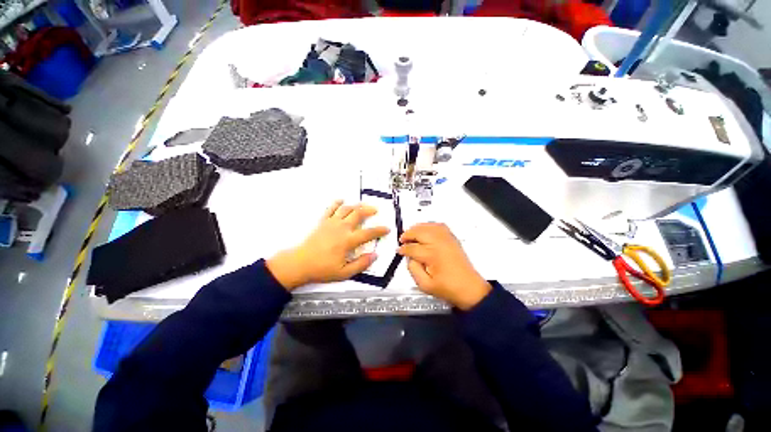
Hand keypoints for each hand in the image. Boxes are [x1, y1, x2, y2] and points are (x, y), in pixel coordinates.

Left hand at [267, 200, 389, 290]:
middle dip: (369, 210)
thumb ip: (361, 264)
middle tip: (376, 210)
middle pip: (358, 214)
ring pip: (346, 209)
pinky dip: (337, 203)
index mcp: (348, 241)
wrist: (300, 264)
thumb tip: (374, 255)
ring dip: (356, 205)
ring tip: (363, 204)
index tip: (387, 229)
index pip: (368, 233)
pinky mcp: (323, 222)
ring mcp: (331, 223)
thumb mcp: (344, 273)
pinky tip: (342, 200)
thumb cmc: (322, 269)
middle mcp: (341, 228)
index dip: (379, 230)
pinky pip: (331, 209)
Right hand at [398, 223, 490, 309]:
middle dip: (408, 235)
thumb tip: (409, 257)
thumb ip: (413, 269)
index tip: (399, 251)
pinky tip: (425, 230)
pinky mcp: (452, 238)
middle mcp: (439, 243)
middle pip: (419, 232)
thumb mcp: (425, 285)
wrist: (469, 289)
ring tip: (411, 234)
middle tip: (402, 240)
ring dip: (417, 228)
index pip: (412, 248)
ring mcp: (447, 239)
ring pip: (428, 226)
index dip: (403, 249)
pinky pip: (439, 226)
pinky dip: (429, 225)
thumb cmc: (449, 288)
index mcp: (432, 255)